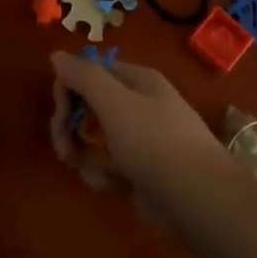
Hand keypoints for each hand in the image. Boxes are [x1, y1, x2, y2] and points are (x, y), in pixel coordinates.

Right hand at [49, 51, 230, 207]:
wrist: (200, 202)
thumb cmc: (156, 144)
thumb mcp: (115, 103)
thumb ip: (83, 76)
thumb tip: (56, 55)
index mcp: (135, 81)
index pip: (88, 72)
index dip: (68, 90)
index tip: (62, 115)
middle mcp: (136, 104)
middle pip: (86, 108)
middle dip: (71, 129)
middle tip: (66, 151)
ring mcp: (138, 140)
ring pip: (92, 141)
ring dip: (88, 158)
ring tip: (103, 174)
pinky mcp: (138, 171)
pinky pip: (106, 166)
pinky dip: (104, 176)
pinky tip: (115, 187)